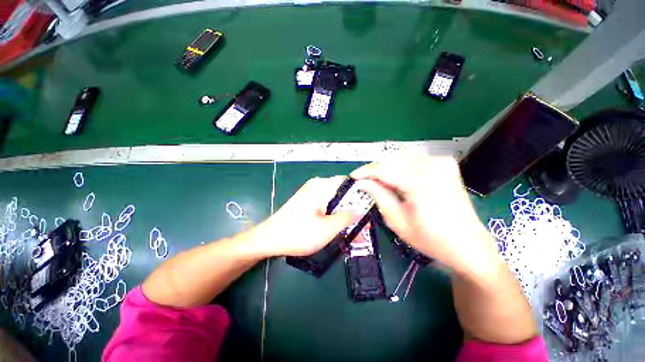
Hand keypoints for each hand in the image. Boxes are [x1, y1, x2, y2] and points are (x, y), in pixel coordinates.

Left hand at [252, 176, 354, 256]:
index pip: (348, 182)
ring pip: (334, 200)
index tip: (369, 207)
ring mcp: (310, 193)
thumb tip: (361, 209)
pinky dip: (333, 214)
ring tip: (352, 230)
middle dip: (353, 207)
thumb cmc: (298, 234)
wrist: (268, 239)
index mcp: (321, 186)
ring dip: (343, 213)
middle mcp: (316, 185)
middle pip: (341, 192)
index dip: (361, 193)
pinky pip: (325, 204)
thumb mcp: (328, 228)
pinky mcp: (307, 201)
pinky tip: (337, 227)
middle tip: (362, 223)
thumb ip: (347, 217)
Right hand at [351, 156, 498, 276]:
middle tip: (364, 182)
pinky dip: (400, 169)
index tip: (352, 177)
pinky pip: (414, 161)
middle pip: (392, 161)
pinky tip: (395, 180)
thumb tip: (362, 183)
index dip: (365, 172)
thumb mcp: (397, 220)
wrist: (468, 245)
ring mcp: (442, 162)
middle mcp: (433, 165)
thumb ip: (378, 196)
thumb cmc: (431, 239)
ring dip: (387, 169)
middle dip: (375, 171)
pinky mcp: (445, 165)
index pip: (384, 169)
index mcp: (421, 181)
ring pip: (402, 159)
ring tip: (377, 182)